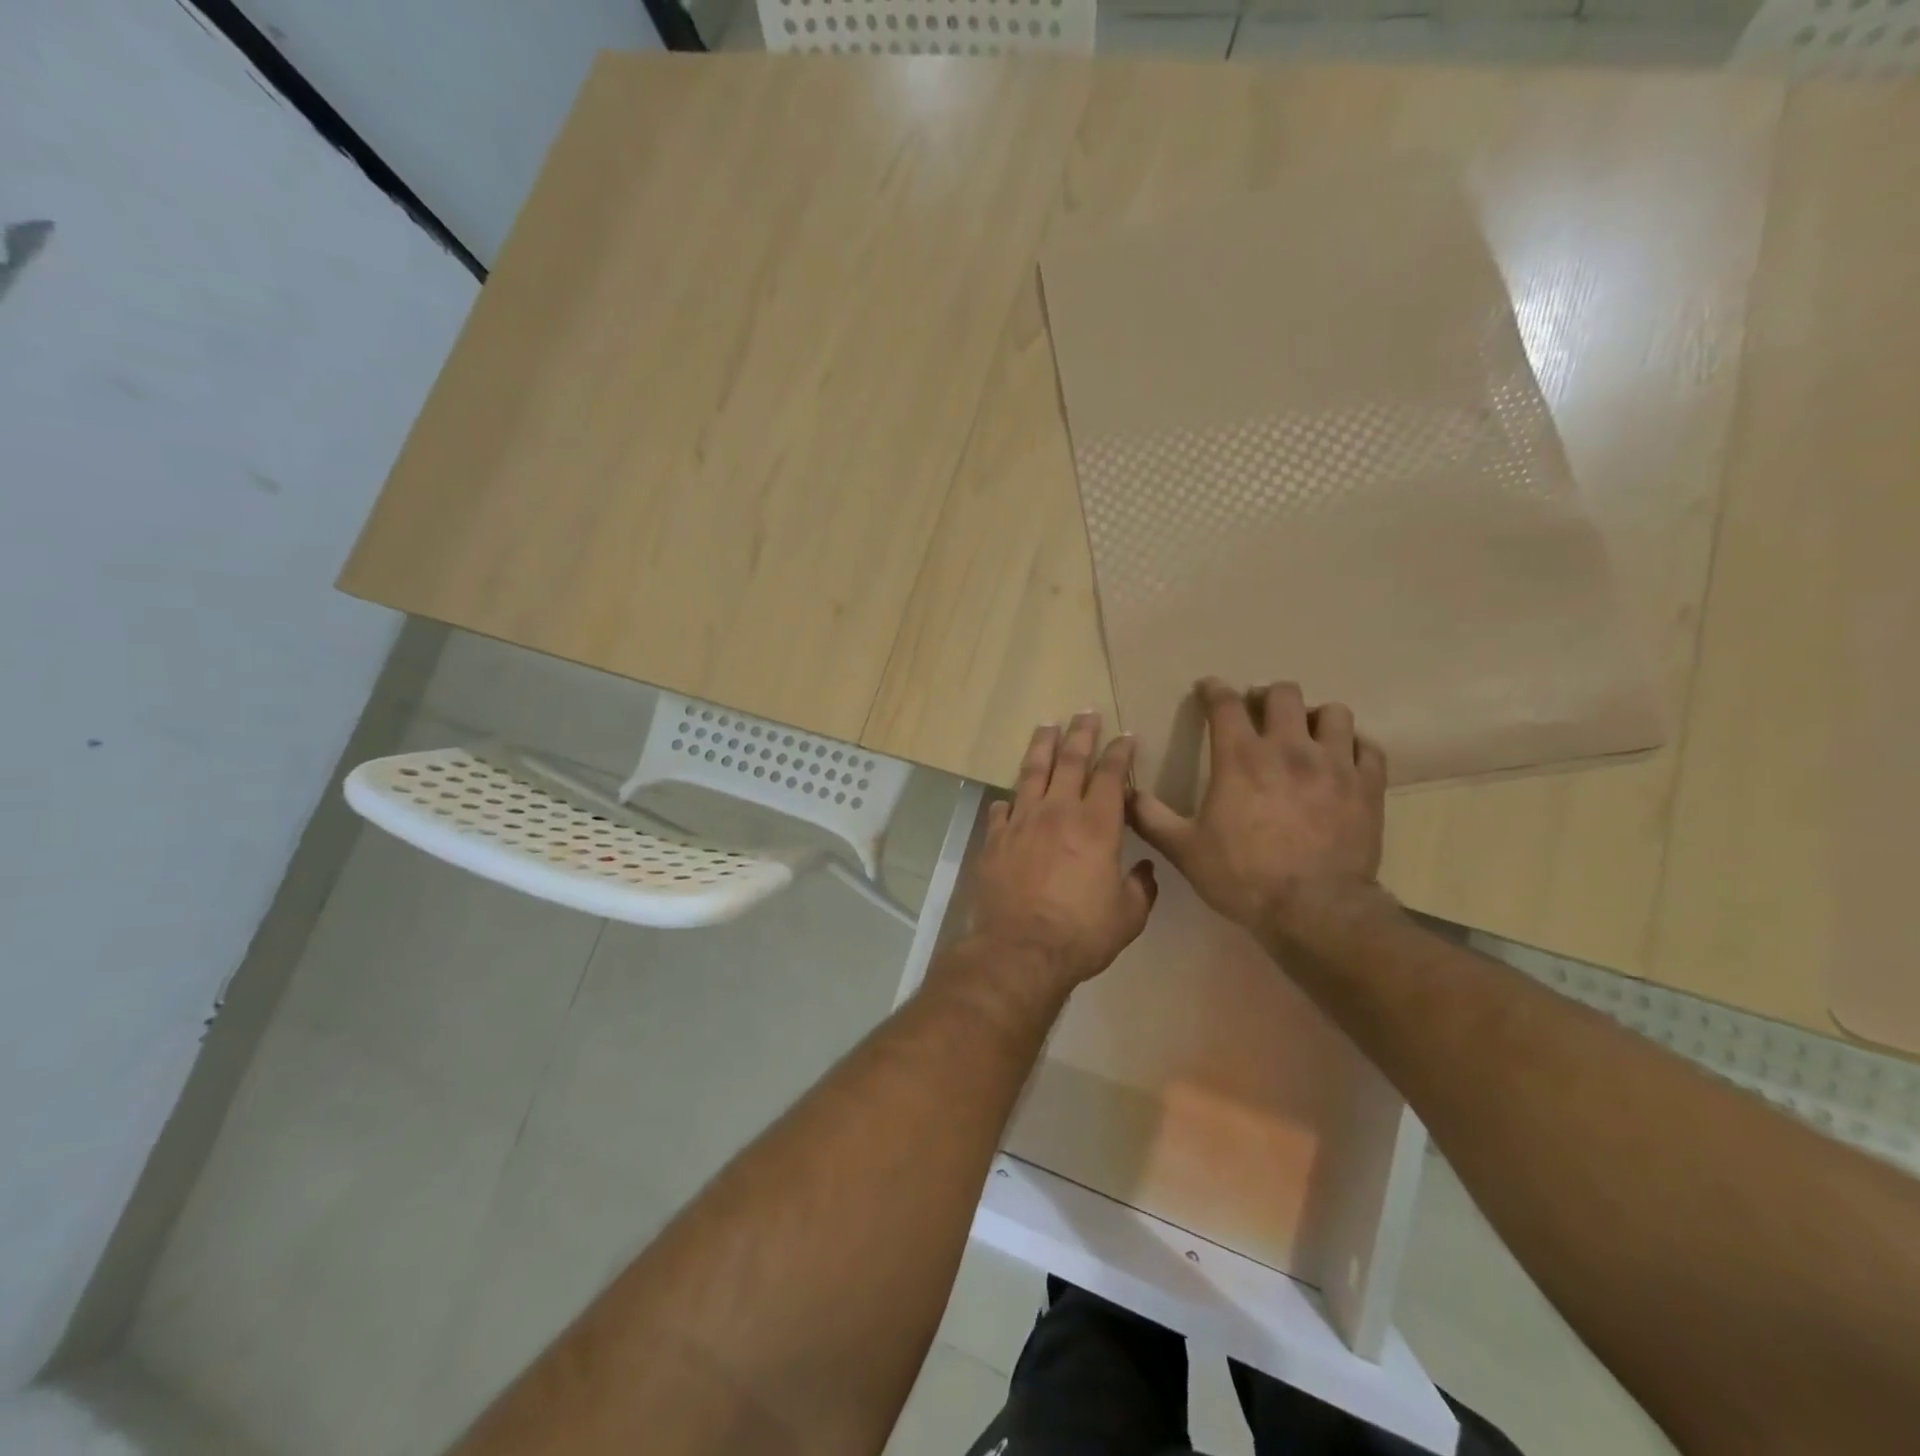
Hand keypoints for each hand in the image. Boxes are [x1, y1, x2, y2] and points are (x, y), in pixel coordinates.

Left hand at [968, 713, 1157, 991]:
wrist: (1021, 949)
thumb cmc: (1081, 933)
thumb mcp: (1128, 916)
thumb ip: (1141, 888)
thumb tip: (1145, 870)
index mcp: (1097, 825)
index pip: (1110, 776)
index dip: (1119, 753)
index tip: (1125, 736)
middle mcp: (1058, 812)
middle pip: (1070, 760)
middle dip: (1081, 734)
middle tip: (1085, 712)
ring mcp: (1022, 822)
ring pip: (1032, 772)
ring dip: (1042, 746)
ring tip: (1046, 725)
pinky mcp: (995, 839)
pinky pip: (1002, 810)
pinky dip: (1009, 800)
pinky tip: (1009, 797)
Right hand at [1131, 679, 1387, 940]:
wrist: (1315, 910)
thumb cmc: (1243, 876)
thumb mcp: (1184, 850)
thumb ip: (1150, 817)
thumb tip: (1124, 792)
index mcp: (1240, 757)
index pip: (1225, 704)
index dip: (1214, 689)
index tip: (1208, 687)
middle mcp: (1289, 748)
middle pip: (1284, 694)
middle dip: (1267, 696)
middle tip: (1260, 712)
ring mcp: (1334, 764)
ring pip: (1333, 713)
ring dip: (1316, 717)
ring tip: (1307, 733)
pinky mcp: (1367, 786)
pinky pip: (1368, 747)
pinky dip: (1354, 746)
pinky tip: (1344, 758)